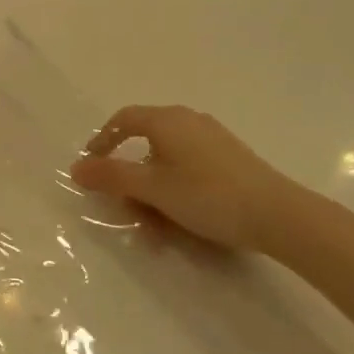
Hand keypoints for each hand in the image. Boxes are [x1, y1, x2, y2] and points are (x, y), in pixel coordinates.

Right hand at [69, 104, 298, 252]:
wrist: (277, 214)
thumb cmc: (207, 195)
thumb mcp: (152, 189)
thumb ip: (111, 177)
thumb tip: (76, 168)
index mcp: (167, 121)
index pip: (123, 119)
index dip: (102, 141)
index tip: (90, 168)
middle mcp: (189, 122)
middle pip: (145, 146)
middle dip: (130, 182)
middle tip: (125, 210)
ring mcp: (212, 141)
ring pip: (167, 166)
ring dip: (152, 197)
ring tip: (154, 233)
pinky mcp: (229, 161)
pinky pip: (188, 173)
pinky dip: (175, 196)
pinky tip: (179, 226)